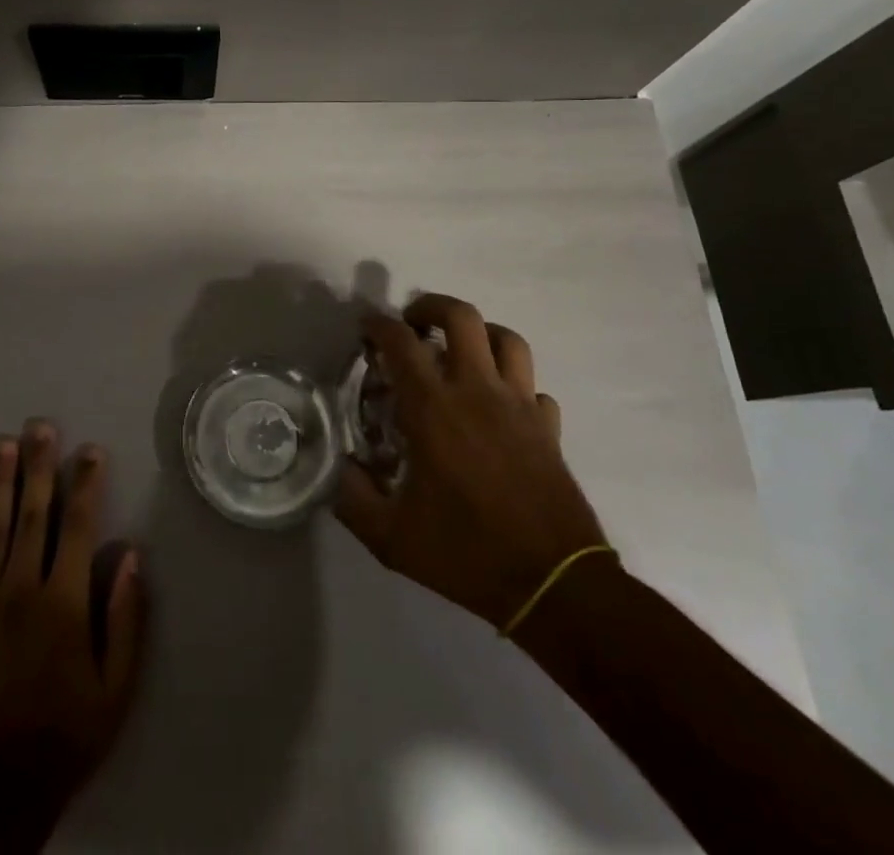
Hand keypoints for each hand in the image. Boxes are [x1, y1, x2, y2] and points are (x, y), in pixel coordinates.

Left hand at [0, 420, 146, 804]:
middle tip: (39, 426)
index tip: (90, 450)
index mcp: (64, 600)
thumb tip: (131, 554)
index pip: (78, 525)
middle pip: (32, 514)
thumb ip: (126, 617)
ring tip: (0, 446)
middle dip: (39, 466)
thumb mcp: (117, 685)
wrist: (2, 786)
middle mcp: (22, 588)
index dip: (85, 483)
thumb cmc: (69, 732)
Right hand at [333, 294, 607, 629]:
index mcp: (434, 409)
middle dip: (431, 307)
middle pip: (461, 317)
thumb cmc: (468, 554)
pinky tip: (500, 407)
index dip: (378, 325)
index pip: (401, 343)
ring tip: (459, 351)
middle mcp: (478, 392)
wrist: (556, 586)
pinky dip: (515, 386)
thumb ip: (352, 498)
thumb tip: (338, 468)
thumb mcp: (391, 537)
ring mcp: (520, 406)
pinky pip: (534, 388)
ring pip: (507, 339)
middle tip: (413, 324)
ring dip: (479, 334)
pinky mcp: (549, 428)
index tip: (365, 328)